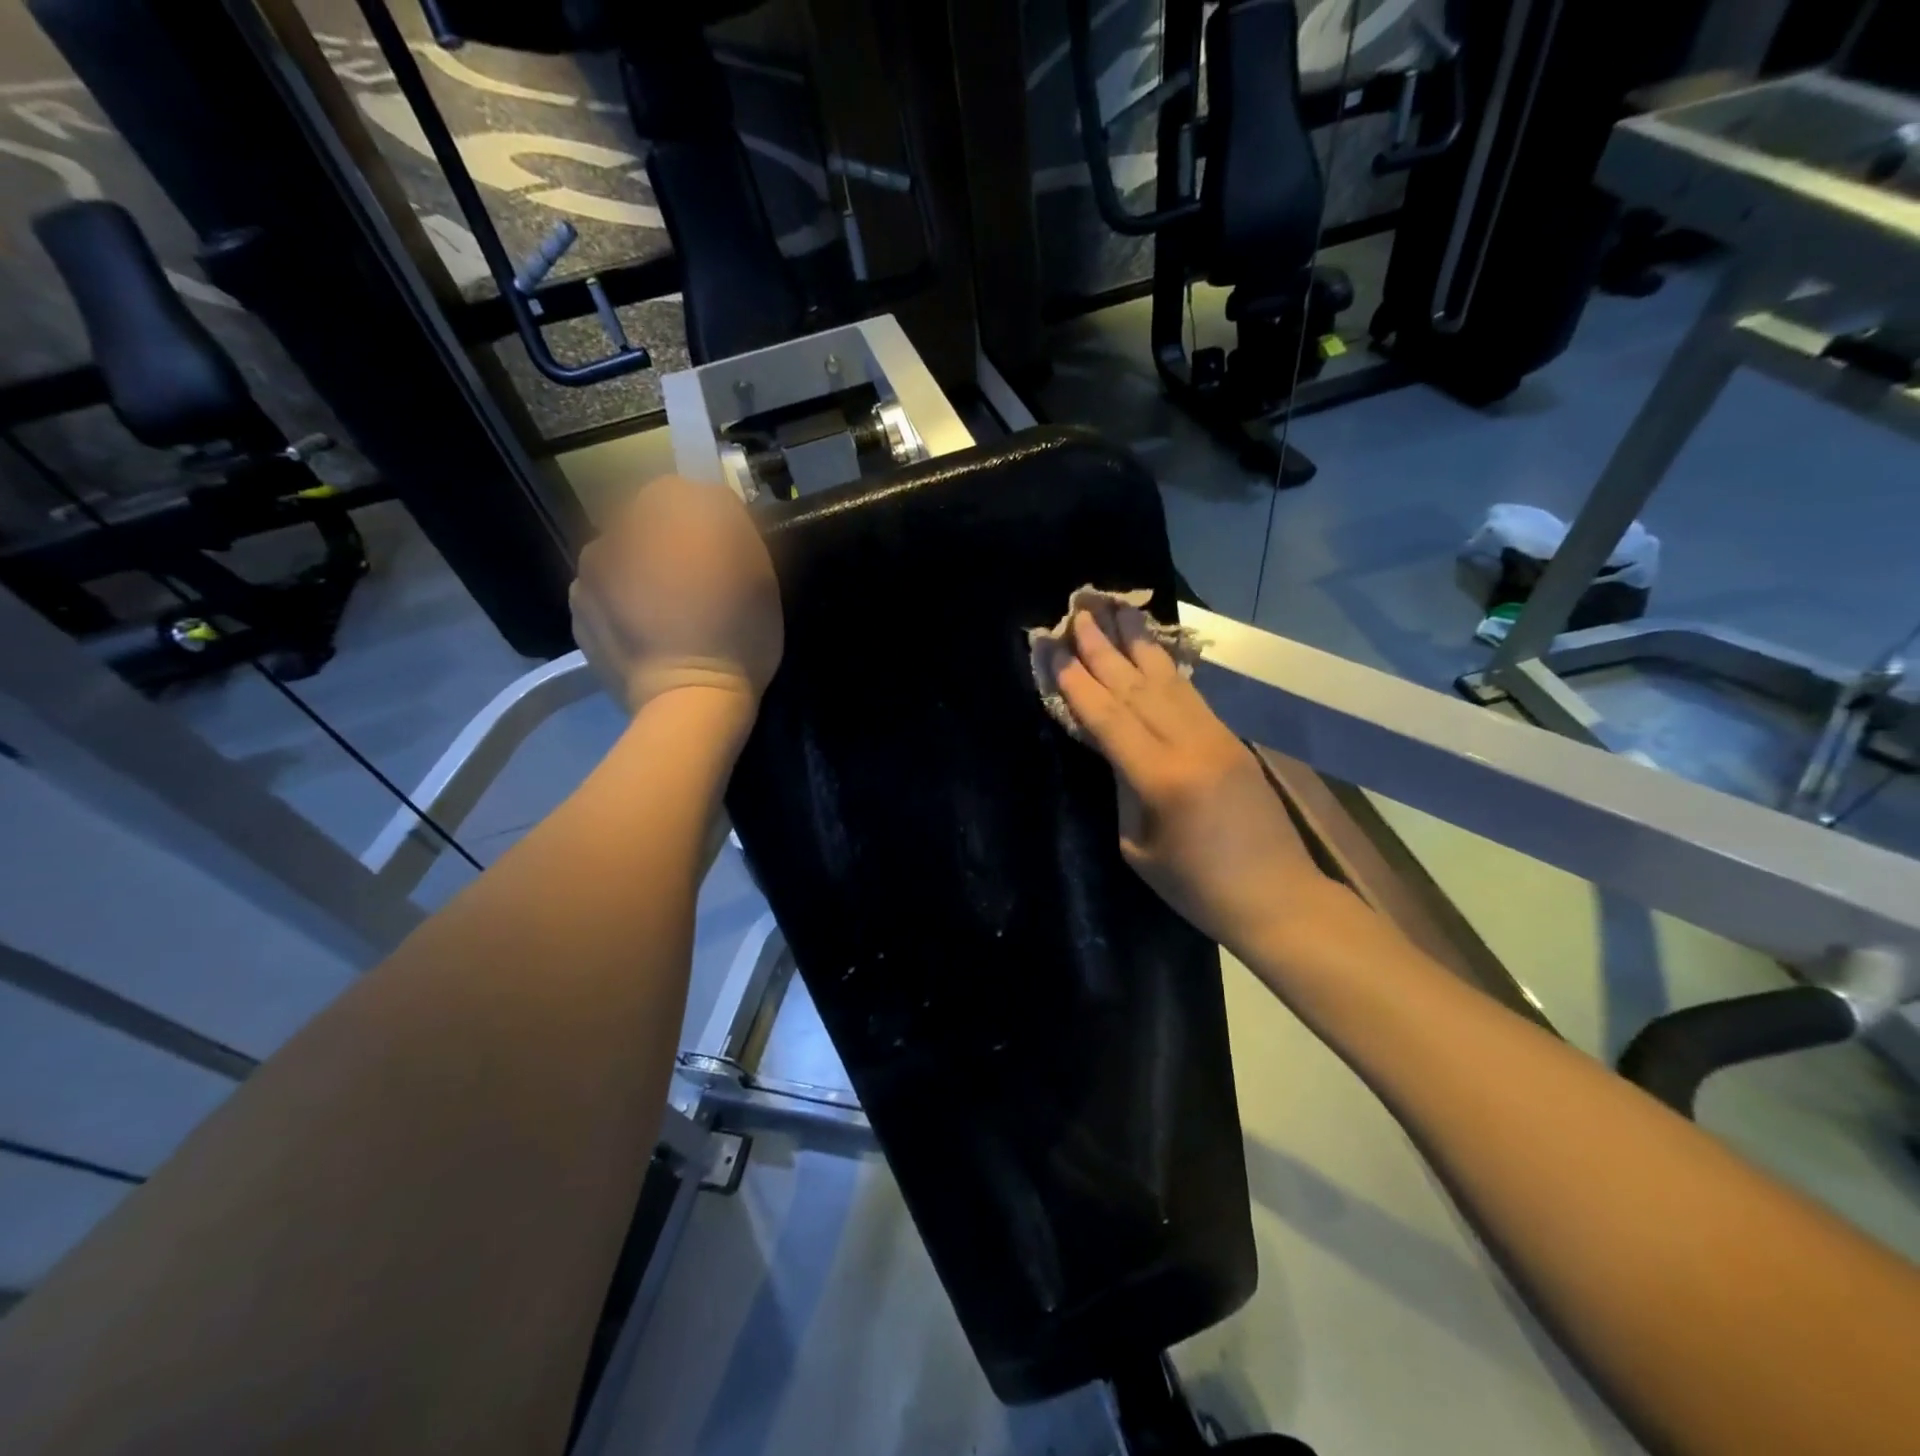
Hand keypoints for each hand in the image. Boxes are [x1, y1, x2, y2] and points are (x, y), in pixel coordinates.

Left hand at [570, 476, 782, 717]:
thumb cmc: (736, 632)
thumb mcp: (759, 568)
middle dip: (668, 542)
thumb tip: (710, 503)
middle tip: (698, 585)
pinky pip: (605, 591)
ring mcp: (587, 574)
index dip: (706, 517)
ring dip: (641, 570)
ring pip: (622, 556)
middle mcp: (615, 532)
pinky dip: (622, 602)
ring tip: (669, 613)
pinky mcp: (577, 613)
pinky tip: (647, 632)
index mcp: (662, 515)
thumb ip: (731, 519)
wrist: (688, 701)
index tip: (724, 553)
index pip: (683, 490)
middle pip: (645, 522)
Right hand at [1055, 607, 1327, 954]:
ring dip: (1138, 643)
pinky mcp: (1231, 740)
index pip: (1109, 718)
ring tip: (1116, 609)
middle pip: (1137, 687)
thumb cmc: (1197, 888)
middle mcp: (1191, 745)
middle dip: (1103, 648)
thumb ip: (1124, 790)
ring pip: (1168, 681)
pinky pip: (1191, 694)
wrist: (1278, 898)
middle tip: (1078, 610)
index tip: (1054, 648)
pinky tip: (1151, 648)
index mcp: (1162, 779)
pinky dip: (1166, 667)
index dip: (1078, 683)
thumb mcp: (1139, 847)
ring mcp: (1217, 737)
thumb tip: (1113, 748)